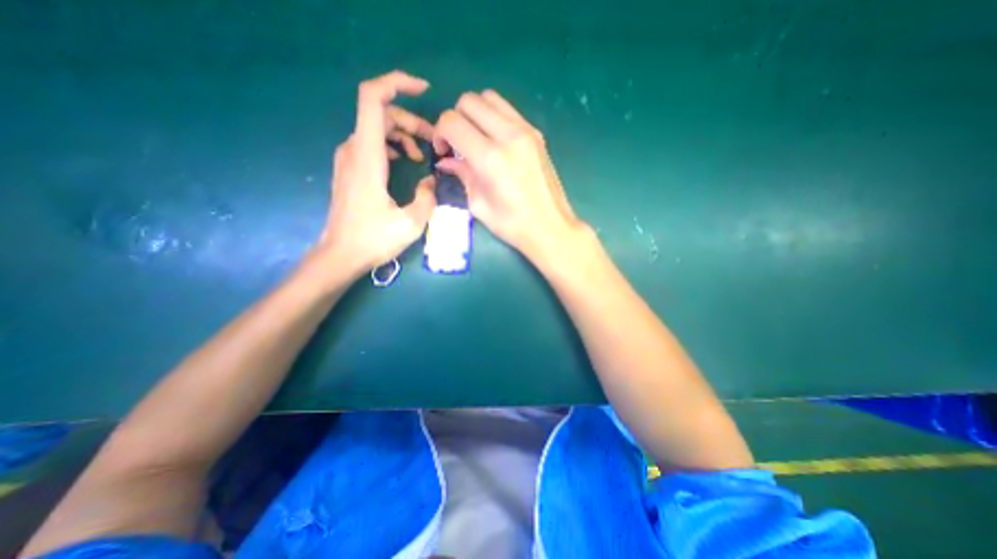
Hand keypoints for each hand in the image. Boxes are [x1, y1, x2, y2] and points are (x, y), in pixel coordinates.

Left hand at [309, 70, 435, 278]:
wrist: (340, 255)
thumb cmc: (373, 240)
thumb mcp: (411, 223)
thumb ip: (427, 197)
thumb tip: (430, 181)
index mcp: (367, 156)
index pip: (373, 99)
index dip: (396, 84)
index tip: (423, 90)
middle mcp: (354, 149)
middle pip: (381, 113)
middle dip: (411, 120)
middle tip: (434, 141)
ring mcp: (349, 159)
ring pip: (376, 128)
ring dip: (403, 134)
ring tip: (422, 154)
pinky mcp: (350, 169)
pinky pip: (371, 143)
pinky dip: (392, 144)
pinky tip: (405, 161)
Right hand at [432, 88, 586, 259]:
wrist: (551, 227)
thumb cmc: (512, 225)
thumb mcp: (478, 204)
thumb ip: (462, 175)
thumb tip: (446, 160)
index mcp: (490, 158)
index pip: (452, 122)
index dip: (439, 133)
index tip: (443, 151)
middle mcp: (508, 135)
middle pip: (469, 101)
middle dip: (455, 119)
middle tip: (458, 144)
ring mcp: (525, 130)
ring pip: (489, 97)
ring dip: (475, 113)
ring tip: (475, 139)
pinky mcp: (536, 133)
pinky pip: (507, 110)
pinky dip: (493, 117)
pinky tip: (494, 141)